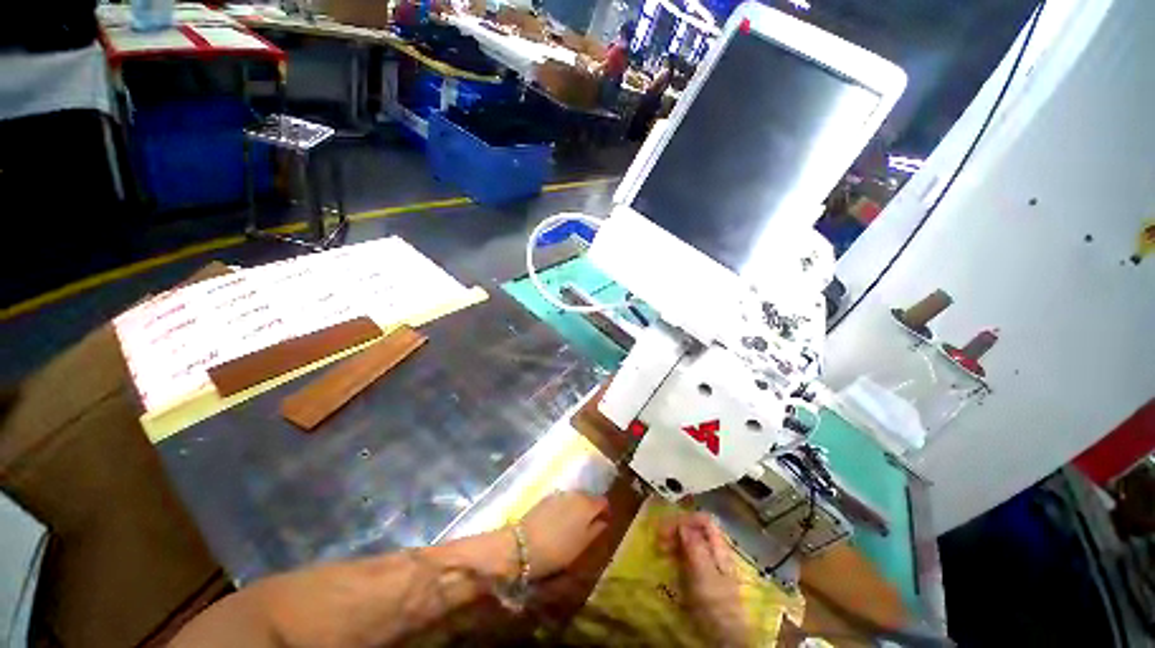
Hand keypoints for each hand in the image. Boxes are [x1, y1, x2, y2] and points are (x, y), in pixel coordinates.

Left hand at [519, 491, 608, 579]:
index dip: (605, 511)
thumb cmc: (556, 550)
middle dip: (590, 508)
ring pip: (574, 498)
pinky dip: (564, 508)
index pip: (603, 502)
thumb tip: (603, 521)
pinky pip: (562, 500)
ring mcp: (559, 494)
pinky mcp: (546, 497)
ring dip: (576, 507)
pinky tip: (559, 521)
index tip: (604, 522)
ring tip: (573, 524)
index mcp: (587, 505)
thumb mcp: (580, 546)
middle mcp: (575, 494)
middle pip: (588, 497)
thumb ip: (594, 531)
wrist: (521, 545)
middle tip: (589, 525)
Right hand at [659, 512, 750, 647]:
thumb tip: (682, 523)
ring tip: (660, 547)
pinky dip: (674, 550)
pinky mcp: (699, 574)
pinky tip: (666, 557)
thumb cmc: (715, 604)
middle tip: (659, 538)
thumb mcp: (705, 575)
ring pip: (689, 539)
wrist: (722, 636)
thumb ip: (696, 548)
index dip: (685, 518)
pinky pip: (685, 552)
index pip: (704, 520)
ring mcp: (706, 562)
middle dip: (676, 527)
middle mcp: (713, 550)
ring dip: (673, 538)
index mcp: (719, 547)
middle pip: (695, 527)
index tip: (667, 528)